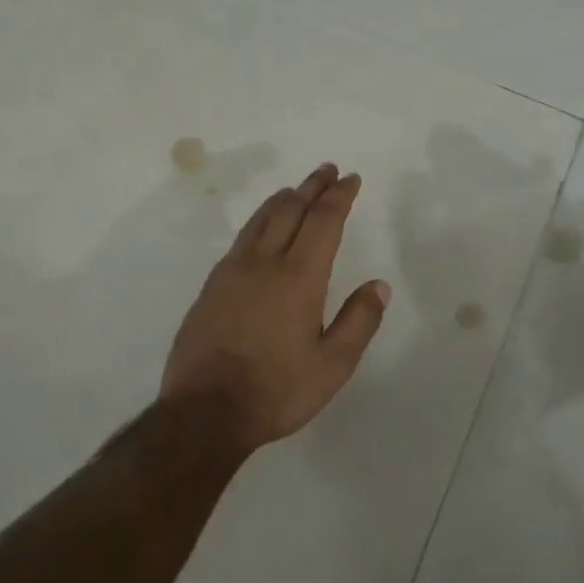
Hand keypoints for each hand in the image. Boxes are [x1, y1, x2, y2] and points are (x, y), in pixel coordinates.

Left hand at [162, 164, 390, 450]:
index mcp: (299, 277)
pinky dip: (259, 222)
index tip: (350, 179)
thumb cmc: (276, 391)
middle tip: (327, 170)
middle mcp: (264, 263)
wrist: (204, 412)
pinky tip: (260, 230)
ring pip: (260, 220)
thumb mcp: (333, 366)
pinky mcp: (210, 287)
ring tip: (296, 190)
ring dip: (283, 199)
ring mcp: (231, 272)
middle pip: (290, 210)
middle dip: (312, 187)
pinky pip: (241, 240)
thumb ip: (359, 321)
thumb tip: (379, 285)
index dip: (339, 196)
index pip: (324, 221)